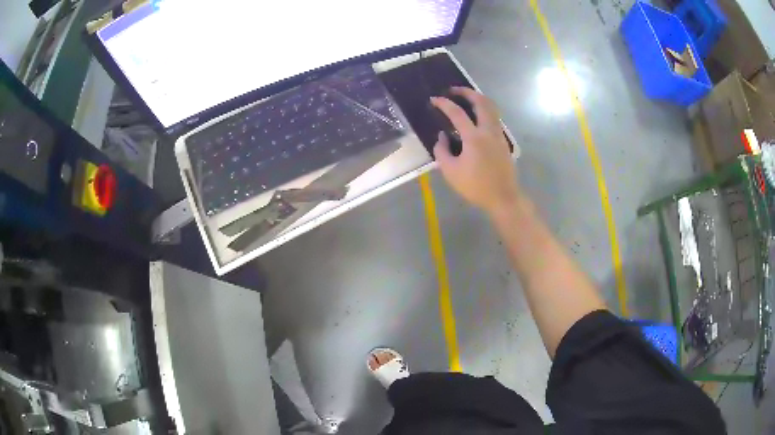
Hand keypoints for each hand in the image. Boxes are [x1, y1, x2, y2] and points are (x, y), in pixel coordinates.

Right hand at [431, 87, 520, 214]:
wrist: (503, 197)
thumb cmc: (475, 186)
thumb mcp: (450, 172)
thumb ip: (442, 151)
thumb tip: (442, 137)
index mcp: (474, 137)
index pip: (457, 113)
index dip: (443, 104)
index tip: (433, 100)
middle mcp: (488, 130)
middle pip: (481, 101)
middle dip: (467, 92)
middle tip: (454, 90)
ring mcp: (498, 135)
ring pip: (491, 108)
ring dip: (478, 99)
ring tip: (466, 99)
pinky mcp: (503, 141)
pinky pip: (494, 118)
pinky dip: (484, 110)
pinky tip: (476, 117)